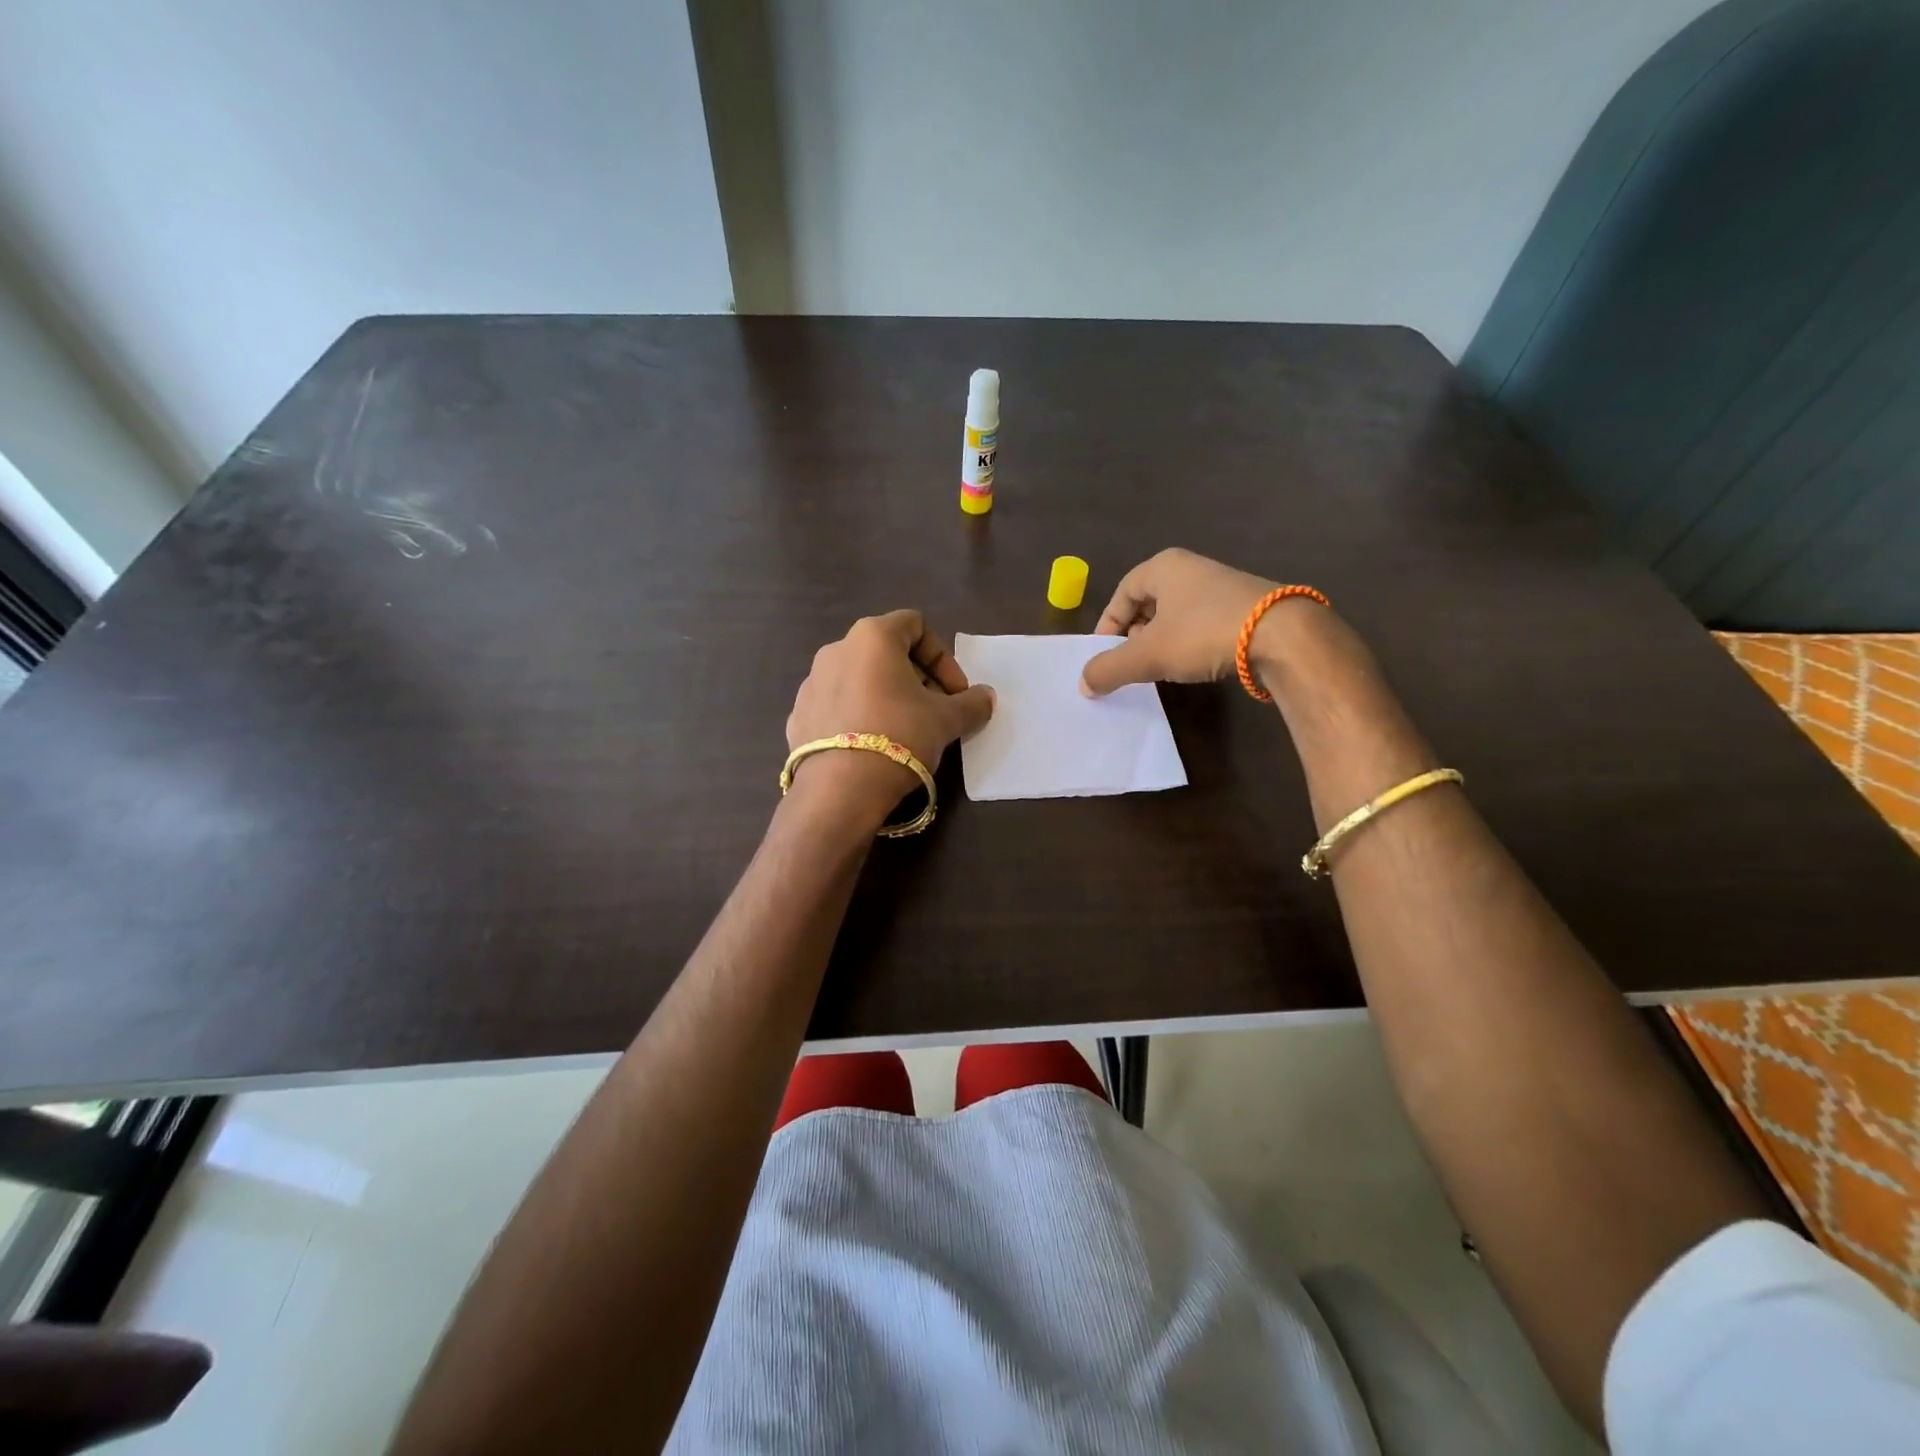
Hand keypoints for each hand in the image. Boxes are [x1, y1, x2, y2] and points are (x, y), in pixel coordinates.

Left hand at [785, 611, 994, 826]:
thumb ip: (972, 703)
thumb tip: (986, 697)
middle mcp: (836, 650)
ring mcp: (811, 683)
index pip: (915, 625)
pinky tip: (872, 748)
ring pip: (860, 680)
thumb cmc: (900, 736)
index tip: (954, 692)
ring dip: (887, 697)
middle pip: (886, 653)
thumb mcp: (947, 720)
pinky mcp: (798, 716)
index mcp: (872, 637)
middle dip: (917, 679)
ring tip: (904, 732)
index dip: (942, 657)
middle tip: (935, 712)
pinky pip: (838, 707)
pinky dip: (859, 717)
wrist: (839, 789)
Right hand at [1079, 548, 1303, 695]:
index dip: (1108, 623)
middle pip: (1150, 603)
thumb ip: (1110, 669)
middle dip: (1135, 635)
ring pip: (1177, 615)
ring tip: (1160, 668)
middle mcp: (1193, 569)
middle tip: (1131, 662)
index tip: (1105, 653)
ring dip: (1162, 642)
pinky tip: (1194, 666)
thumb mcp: (1147, 655)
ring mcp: (1222, 587)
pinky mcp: (1246, 607)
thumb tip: (1084, 684)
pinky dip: (1190, 644)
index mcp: (1164, 567)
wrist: (1281, 636)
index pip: (1123, 592)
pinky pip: (1203, 624)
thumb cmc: (1202, 633)